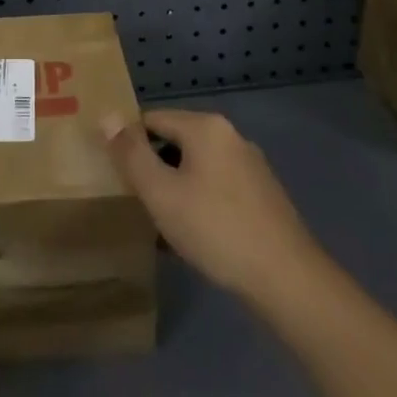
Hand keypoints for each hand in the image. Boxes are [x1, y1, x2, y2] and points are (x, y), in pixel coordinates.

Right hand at [102, 109, 322, 305]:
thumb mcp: (161, 193)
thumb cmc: (216, 229)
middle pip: (176, 141)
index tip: (116, 174)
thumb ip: (131, 153)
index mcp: (206, 127)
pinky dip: (201, 203)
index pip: (152, 118)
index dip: (129, 142)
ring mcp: (252, 166)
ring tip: (161, 223)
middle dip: (154, 167)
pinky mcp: (264, 196)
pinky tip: (195, 236)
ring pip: (198, 168)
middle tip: (136, 201)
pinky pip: (219, 188)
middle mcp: (230, 136)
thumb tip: (106, 115)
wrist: (289, 281)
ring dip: (177, 188)